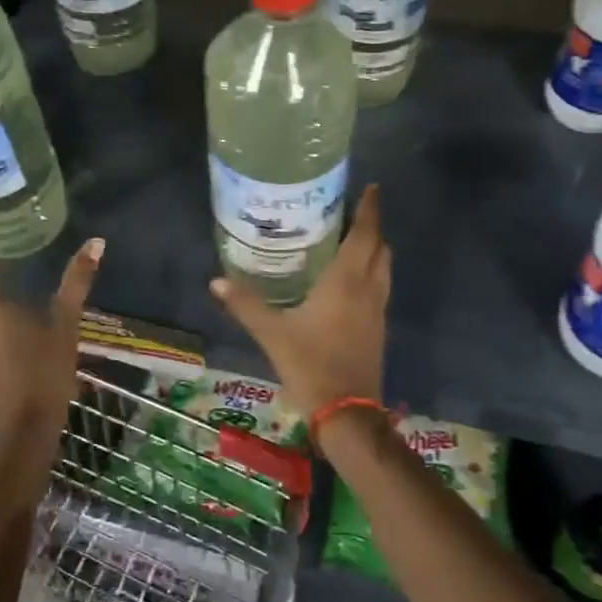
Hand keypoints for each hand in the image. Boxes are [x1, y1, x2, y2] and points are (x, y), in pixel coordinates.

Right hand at [211, 185, 390, 448]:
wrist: (347, 413)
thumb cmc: (311, 365)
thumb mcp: (272, 333)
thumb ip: (246, 304)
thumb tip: (217, 280)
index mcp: (346, 282)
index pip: (365, 235)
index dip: (370, 209)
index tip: (372, 187)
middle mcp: (368, 290)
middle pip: (380, 249)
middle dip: (371, 227)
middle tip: (350, 213)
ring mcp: (377, 312)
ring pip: (383, 269)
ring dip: (374, 251)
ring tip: (350, 241)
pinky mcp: (378, 330)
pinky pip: (379, 289)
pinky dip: (370, 274)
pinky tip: (348, 283)